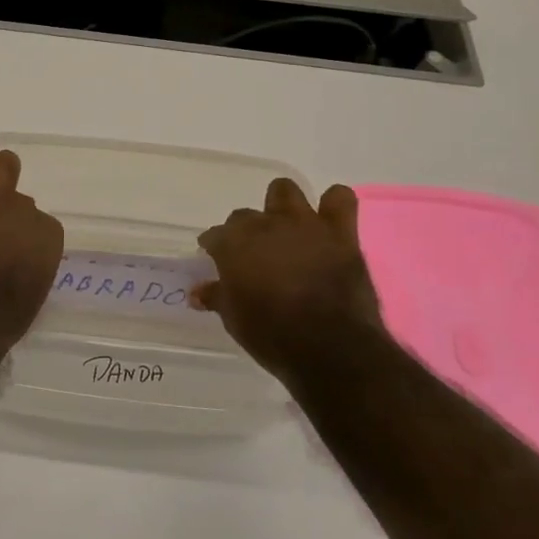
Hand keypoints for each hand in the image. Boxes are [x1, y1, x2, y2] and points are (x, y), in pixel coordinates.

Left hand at [0, 142, 64, 353]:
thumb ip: (30, 264)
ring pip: (4, 165)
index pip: (40, 226)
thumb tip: (17, 258)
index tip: (7, 251)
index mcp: (49, 238)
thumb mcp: (31, 293)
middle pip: (23, 197)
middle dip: (9, 208)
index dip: (21, 238)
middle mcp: (29, 210)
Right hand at [192, 179, 383, 375]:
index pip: (215, 236)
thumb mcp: (234, 319)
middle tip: (253, 255)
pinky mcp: (340, 234)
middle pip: (245, 215)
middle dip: (246, 231)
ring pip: (285, 190)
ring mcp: (304, 225)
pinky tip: (328, 222)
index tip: (217, 262)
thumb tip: (198, 292)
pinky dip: (332, 205)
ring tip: (286, 228)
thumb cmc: (272, 335)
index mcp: (233, 243)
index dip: (215, 249)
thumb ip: (217, 296)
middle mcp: (265, 225)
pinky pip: (339, 199)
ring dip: (282, 206)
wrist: (332, 348)